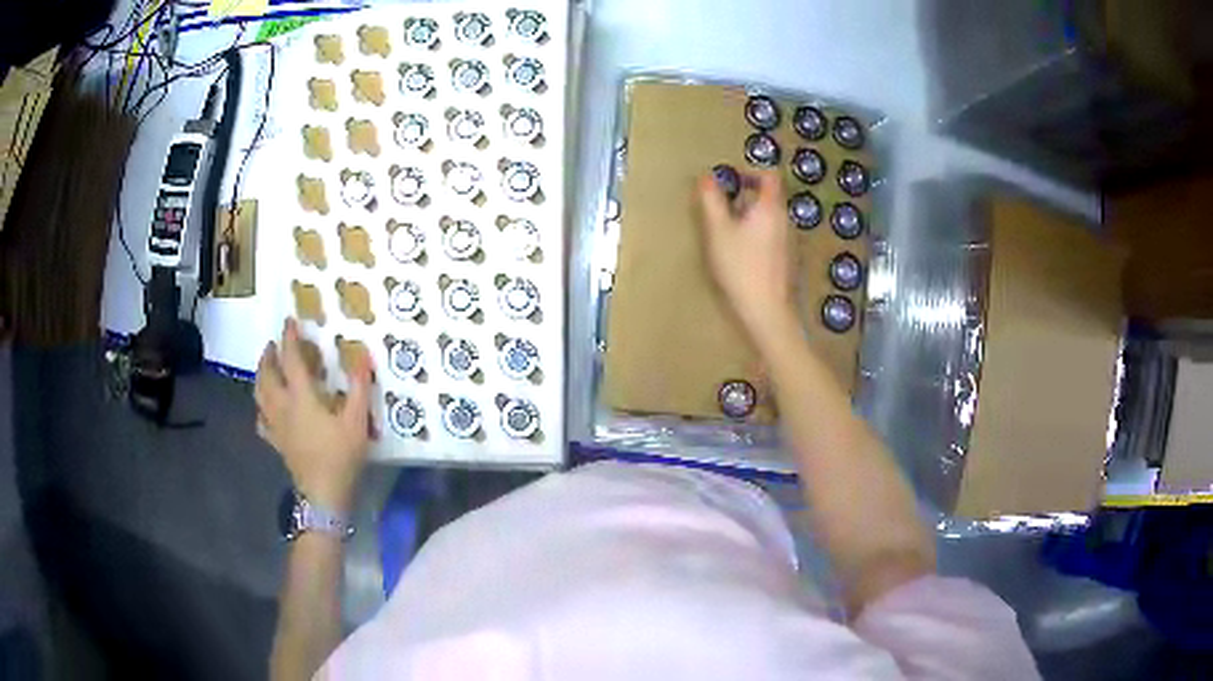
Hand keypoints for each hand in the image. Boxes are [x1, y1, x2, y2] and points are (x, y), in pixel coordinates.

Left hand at [256, 318, 373, 513]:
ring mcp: (276, 426)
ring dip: (260, 376)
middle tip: (274, 344)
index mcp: (301, 397)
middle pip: (266, 374)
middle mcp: (282, 406)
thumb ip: (359, 386)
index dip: (289, 338)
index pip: (290, 359)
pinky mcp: (276, 442)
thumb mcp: (357, 420)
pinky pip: (262, 420)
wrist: (324, 495)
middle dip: (268, 355)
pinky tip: (267, 408)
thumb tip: (362, 354)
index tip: (290, 321)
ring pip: (259, 394)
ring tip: (266, 367)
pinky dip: (261, 408)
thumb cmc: (341, 456)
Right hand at [696, 170, 797, 343]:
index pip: (769, 175)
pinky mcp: (787, 260)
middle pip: (769, 196)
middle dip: (745, 198)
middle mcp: (784, 220)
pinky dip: (756, 236)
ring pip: (769, 217)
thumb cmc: (740, 266)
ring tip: (728, 236)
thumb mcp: (718, 230)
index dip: (750, 172)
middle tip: (722, 212)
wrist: (767, 310)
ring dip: (749, 218)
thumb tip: (707, 176)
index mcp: (770, 207)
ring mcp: (789, 241)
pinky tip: (741, 256)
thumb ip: (711, 200)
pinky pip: (771, 236)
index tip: (730, 183)